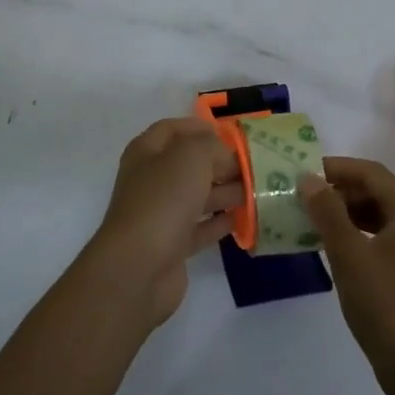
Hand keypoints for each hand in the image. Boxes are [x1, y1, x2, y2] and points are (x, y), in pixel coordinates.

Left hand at [85, 118, 242, 327]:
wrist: (138, 267)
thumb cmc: (163, 200)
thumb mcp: (190, 157)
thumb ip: (211, 145)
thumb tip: (223, 153)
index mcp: (146, 152)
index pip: (173, 129)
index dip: (199, 127)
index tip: (231, 135)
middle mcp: (151, 180)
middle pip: (188, 164)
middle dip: (219, 162)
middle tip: (253, 165)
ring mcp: (160, 214)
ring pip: (197, 196)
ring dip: (224, 192)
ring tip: (256, 191)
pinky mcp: (172, 245)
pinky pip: (200, 227)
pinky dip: (219, 221)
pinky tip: (242, 219)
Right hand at [301, 157, 394, 394]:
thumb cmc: (385, 306)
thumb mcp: (349, 255)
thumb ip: (328, 212)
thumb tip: (308, 178)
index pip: (370, 172)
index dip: (335, 168)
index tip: (303, 172)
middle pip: (377, 191)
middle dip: (339, 190)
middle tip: (303, 197)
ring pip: (380, 215)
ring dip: (347, 212)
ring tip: (313, 219)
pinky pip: (385, 237)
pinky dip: (359, 233)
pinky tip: (335, 246)